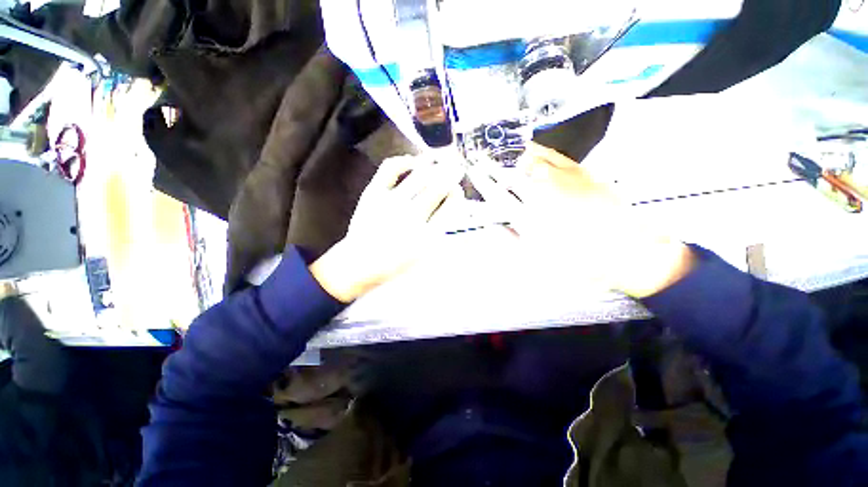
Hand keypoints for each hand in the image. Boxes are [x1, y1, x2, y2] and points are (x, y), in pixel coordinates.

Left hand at [310, 156, 462, 302]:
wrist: (360, 265)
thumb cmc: (396, 263)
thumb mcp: (426, 256)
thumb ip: (443, 234)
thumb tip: (457, 213)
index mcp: (428, 234)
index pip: (451, 204)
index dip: (457, 192)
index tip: (457, 189)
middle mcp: (412, 215)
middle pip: (439, 186)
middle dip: (452, 173)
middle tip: (457, 167)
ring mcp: (391, 202)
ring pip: (420, 174)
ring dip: (435, 165)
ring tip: (440, 161)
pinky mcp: (373, 193)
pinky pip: (391, 167)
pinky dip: (404, 161)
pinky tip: (412, 162)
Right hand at [473, 142, 694, 297]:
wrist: (626, 252)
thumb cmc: (578, 262)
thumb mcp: (537, 261)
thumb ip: (509, 241)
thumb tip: (490, 225)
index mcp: (529, 218)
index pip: (497, 195)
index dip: (482, 182)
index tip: (472, 173)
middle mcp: (542, 194)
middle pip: (510, 175)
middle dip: (491, 166)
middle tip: (480, 158)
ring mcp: (563, 180)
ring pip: (530, 161)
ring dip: (510, 158)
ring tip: (501, 154)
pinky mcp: (581, 172)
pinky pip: (554, 155)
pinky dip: (538, 150)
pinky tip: (530, 148)